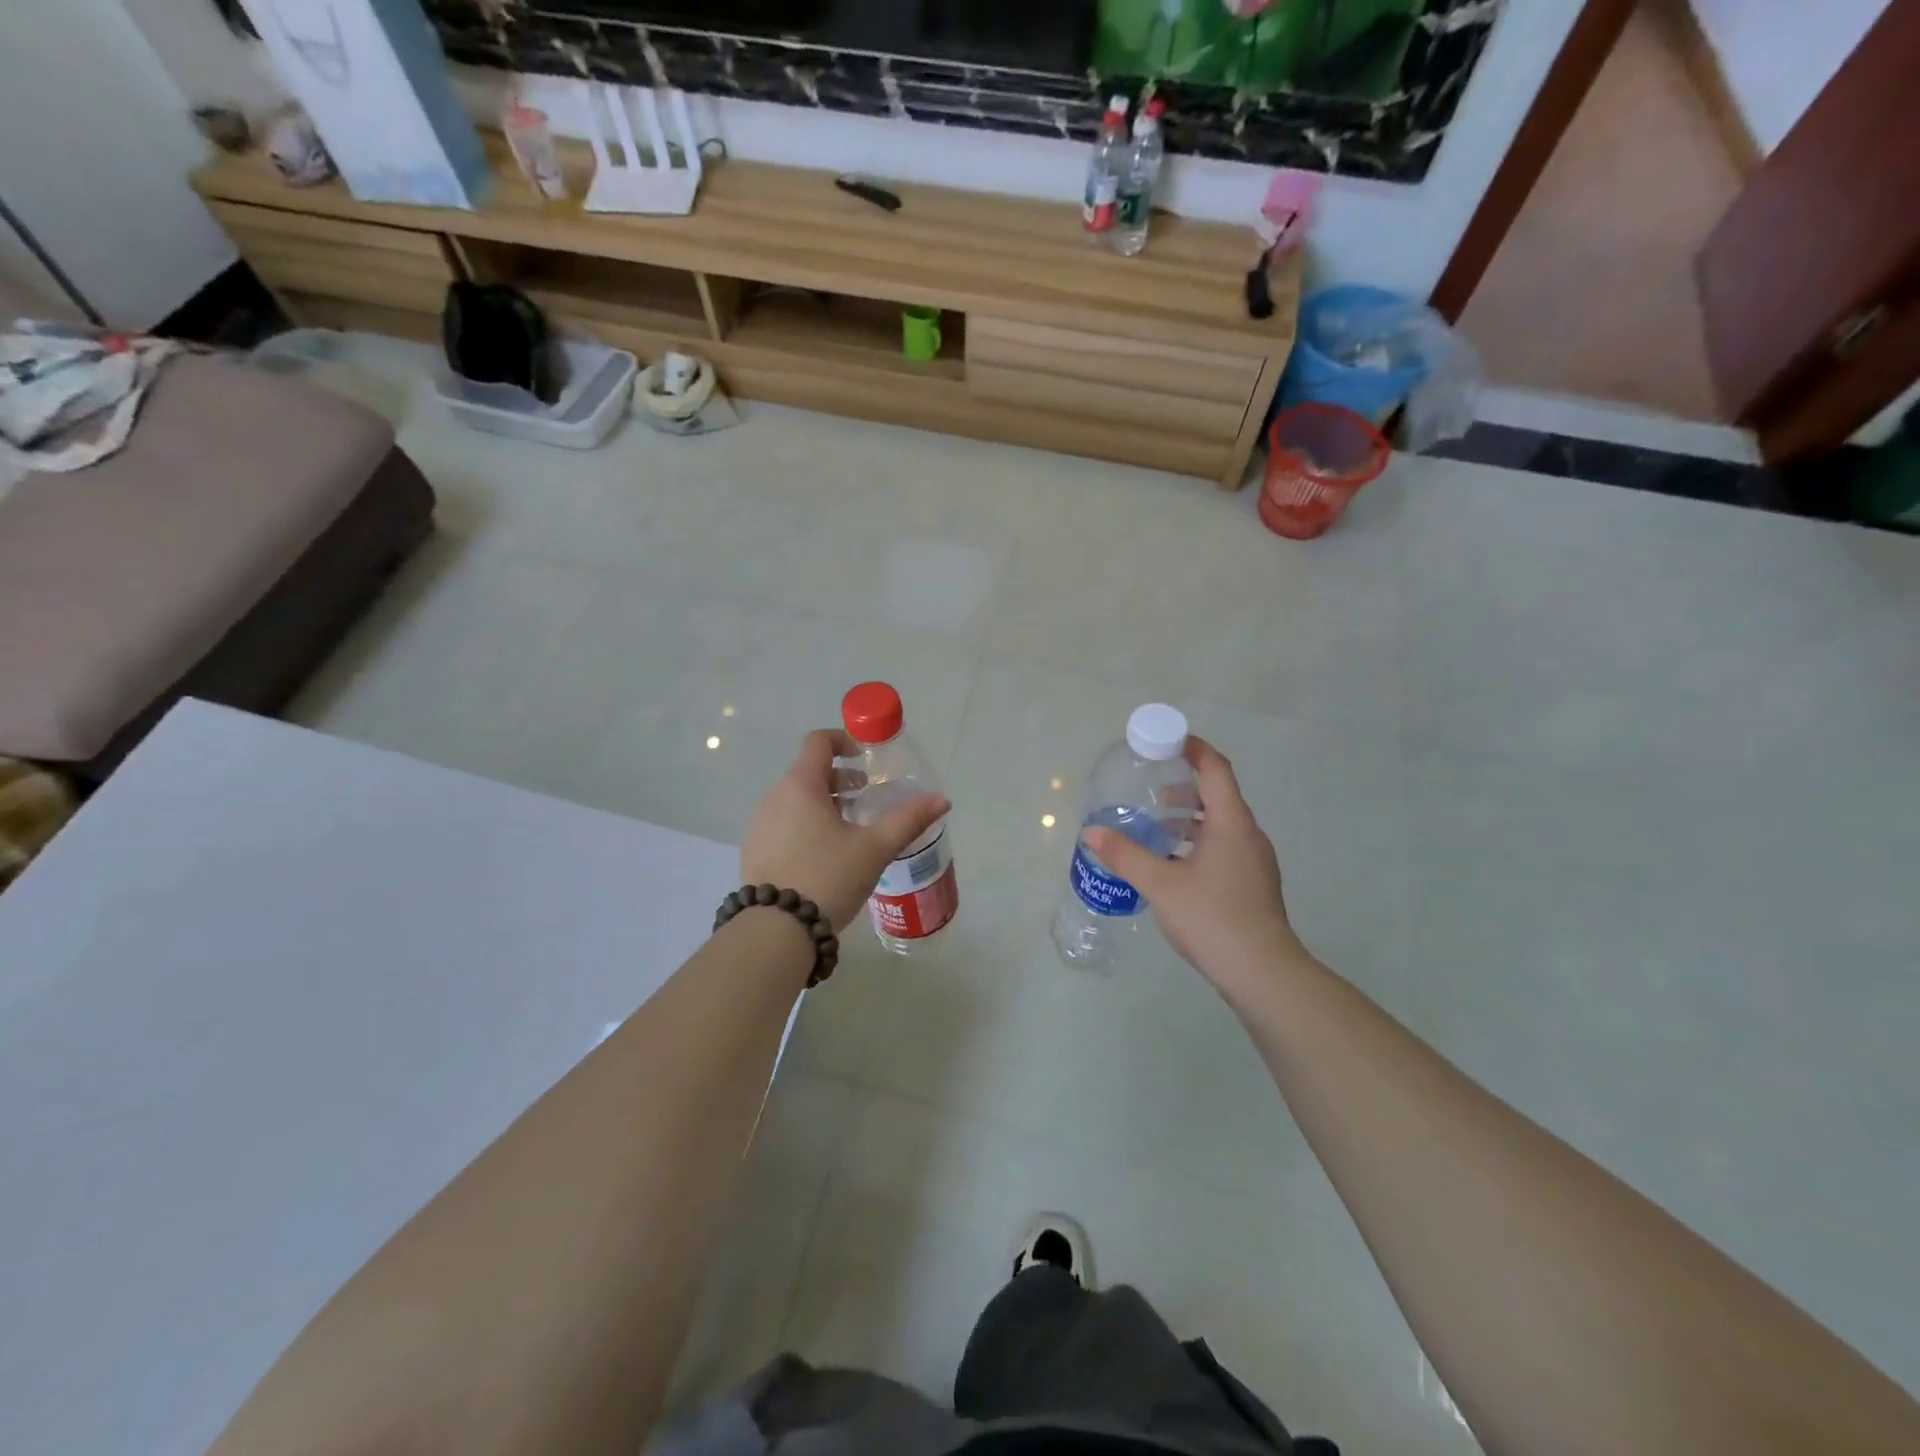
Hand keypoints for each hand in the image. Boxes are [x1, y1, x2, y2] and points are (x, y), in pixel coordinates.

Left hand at [741, 730, 949, 933]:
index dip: (844, 740)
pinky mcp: (754, 851)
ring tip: (849, 830)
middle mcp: (774, 797)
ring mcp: (759, 825)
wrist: (776, 931)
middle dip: (840, 778)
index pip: (818, 742)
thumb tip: (942, 800)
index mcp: (800, 786)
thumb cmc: (828, 877)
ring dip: (823, 803)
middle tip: (867, 798)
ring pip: (795, 800)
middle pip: (808, 772)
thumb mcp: (874, 849)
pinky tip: (824, 855)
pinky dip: (805, 824)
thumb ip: (908, 820)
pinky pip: (783, 823)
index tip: (866, 756)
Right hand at [1083, 736, 1305, 1003]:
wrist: (1263, 973)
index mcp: (1231, 823)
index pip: (1215, 770)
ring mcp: (1254, 863)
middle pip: (1218, 797)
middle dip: (1184, 790)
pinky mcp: (1252, 886)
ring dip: (1189, 821)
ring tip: (1155, 829)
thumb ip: (1125, 855)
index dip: (1194, 750)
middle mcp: (1248, 836)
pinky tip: (1172, 867)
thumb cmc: (1213, 918)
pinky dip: (1197, 845)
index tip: (1168, 741)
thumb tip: (1091, 832)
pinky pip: (1223, 850)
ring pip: (1220, 827)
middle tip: (1150, 792)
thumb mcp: (1160, 884)